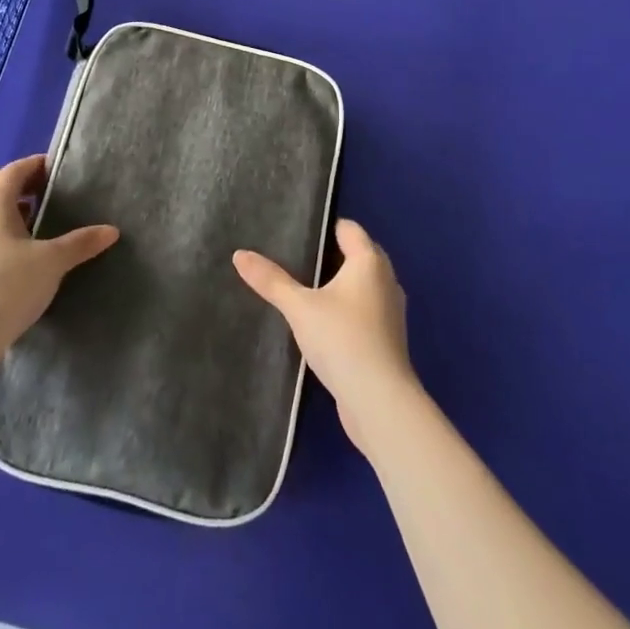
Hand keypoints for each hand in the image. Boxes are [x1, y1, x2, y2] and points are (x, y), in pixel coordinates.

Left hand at [0, 154, 117, 352]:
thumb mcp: (52, 262)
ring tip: (31, 224)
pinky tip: (14, 255)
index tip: (55, 169)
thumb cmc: (9, 285)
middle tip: (40, 194)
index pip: (14, 170)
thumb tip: (112, 230)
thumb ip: (80, 243)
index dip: (34, 165)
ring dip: (2, 210)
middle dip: (13, 184)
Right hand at [234, 220, 419, 452]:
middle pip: (358, 255)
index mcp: (369, 262)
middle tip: (295, 257)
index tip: (298, 230)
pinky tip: (322, 322)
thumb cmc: (342, 339)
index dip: (325, 226)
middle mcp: (386, 280)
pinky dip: (346, 309)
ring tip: (304, 288)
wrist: (380, 402)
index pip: (349, 228)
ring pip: (362, 285)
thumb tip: (239, 254)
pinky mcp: (387, 340)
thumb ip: (271, 280)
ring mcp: (390, 312)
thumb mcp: (299, 307)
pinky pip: (364, 311)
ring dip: (339, 285)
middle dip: (330, 254)